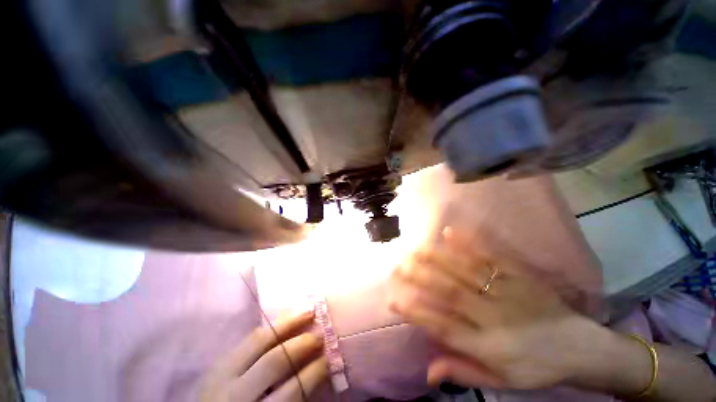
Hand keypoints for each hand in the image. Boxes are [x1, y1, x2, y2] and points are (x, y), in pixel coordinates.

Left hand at [199, 311, 327, 401]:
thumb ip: (289, 398)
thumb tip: (317, 370)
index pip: (289, 391)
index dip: (312, 374)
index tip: (328, 360)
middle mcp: (234, 394)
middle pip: (273, 361)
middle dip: (301, 344)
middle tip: (320, 335)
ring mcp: (221, 374)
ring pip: (258, 339)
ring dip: (288, 323)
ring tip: (308, 310)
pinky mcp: (217, 362)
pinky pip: (249, 336)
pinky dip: (271, 325)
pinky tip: (285, 317)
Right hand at [388, 228, 603, 389]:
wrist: (582, 347)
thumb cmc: (536, 367)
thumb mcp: (502, 382)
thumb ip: (464, 373)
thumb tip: (428, 371)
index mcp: (489, 346)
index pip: (443, 327)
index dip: (417, 314)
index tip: (394, 300)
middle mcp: (493, 315)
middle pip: (450, 293)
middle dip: (421, 277)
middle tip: (400, 266)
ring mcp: (506, 291)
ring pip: (464, 271)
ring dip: (437, 258)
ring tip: (416, 249)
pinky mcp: (518, 275)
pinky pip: (489, 256)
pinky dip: (468, 243)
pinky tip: (450, 232)